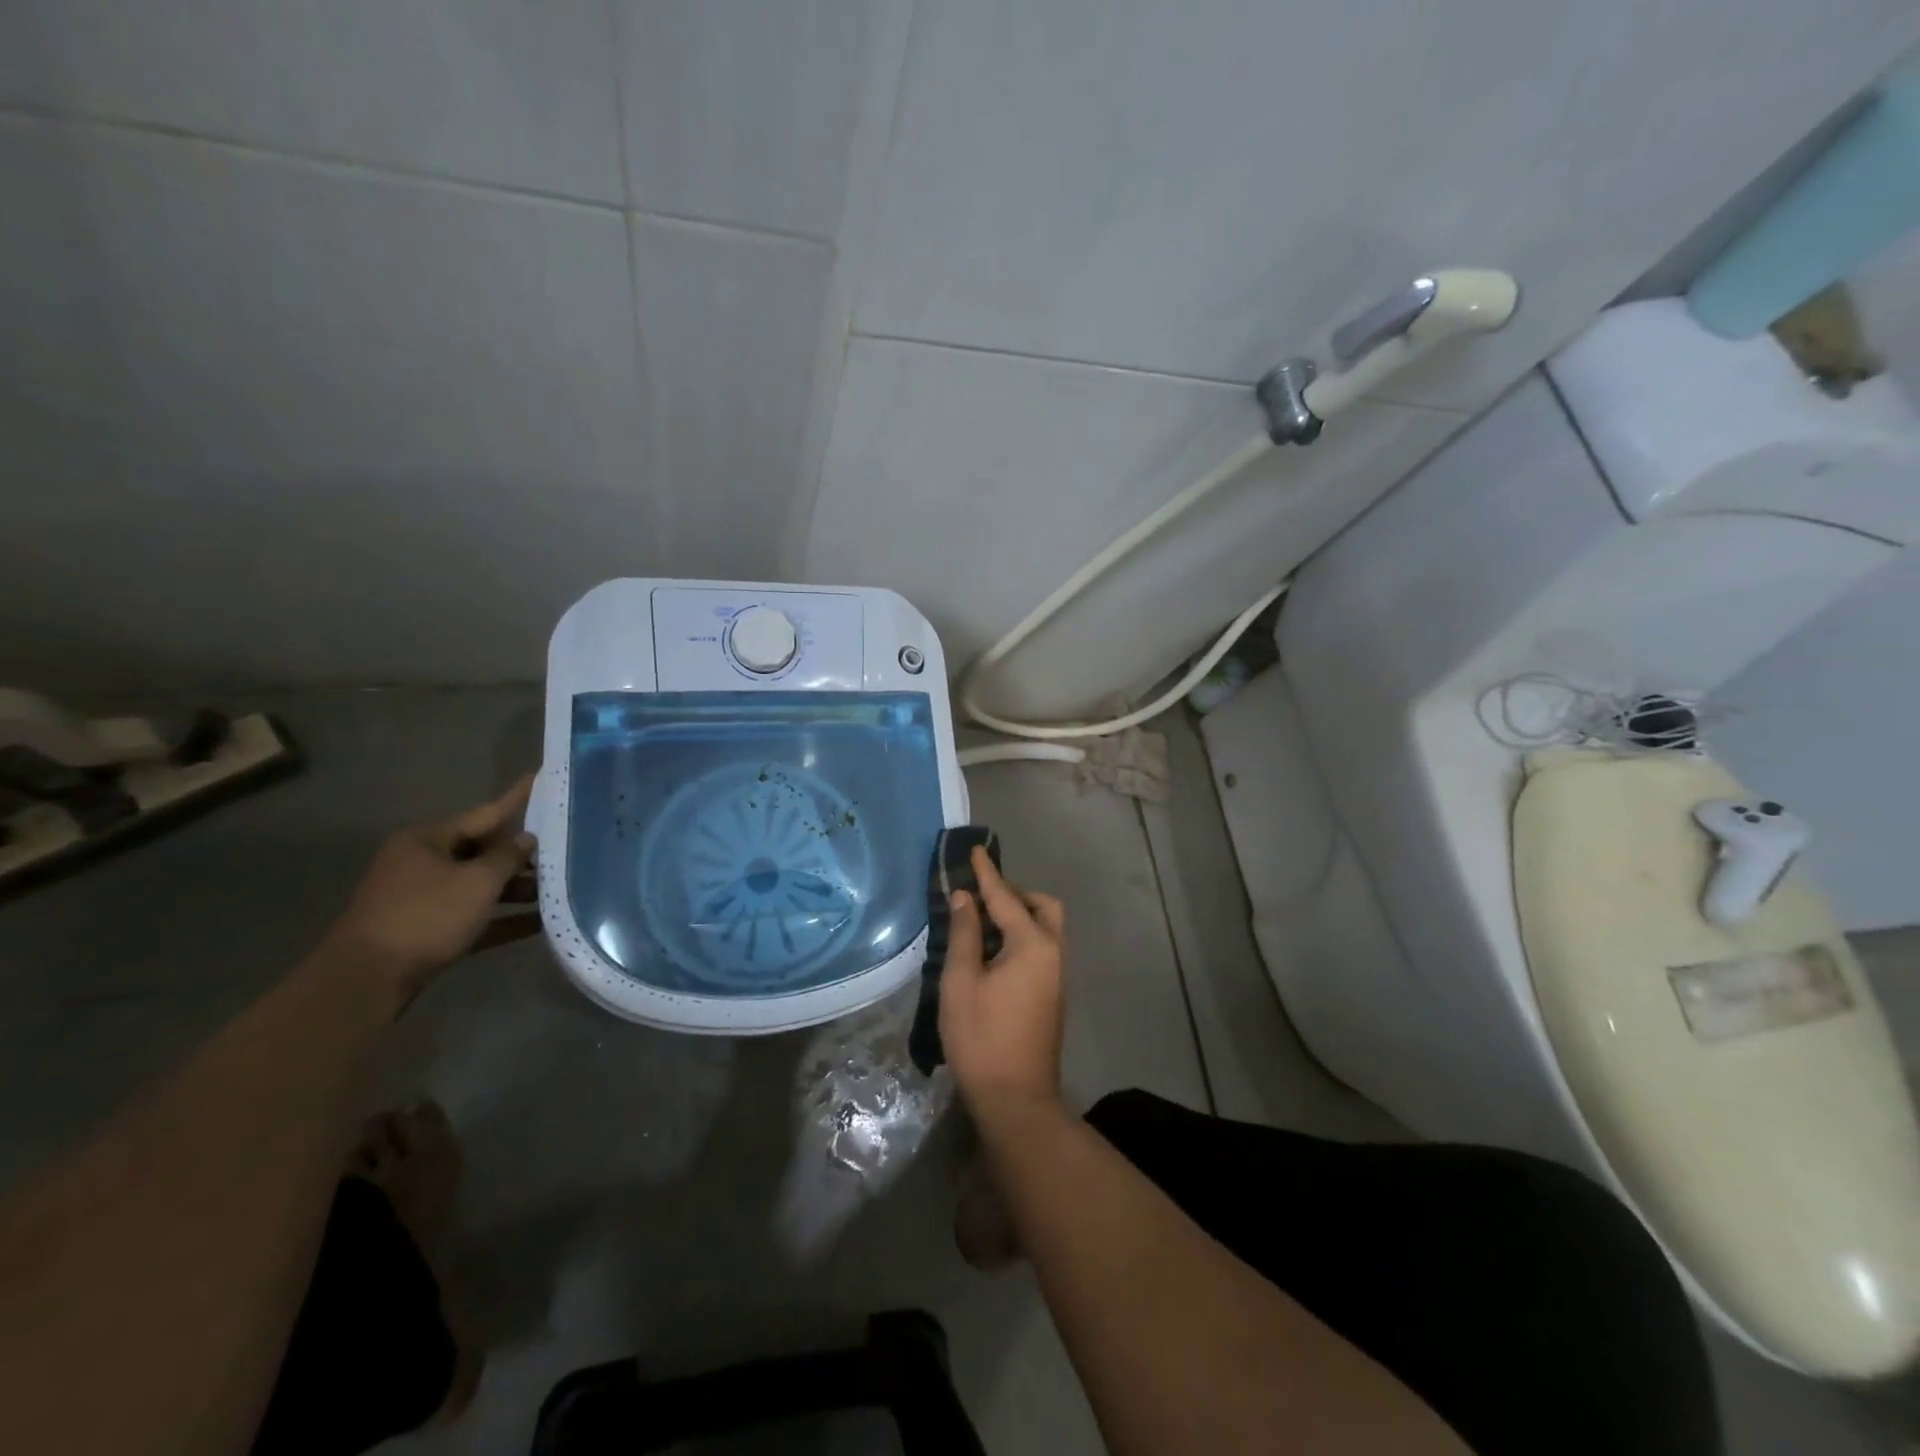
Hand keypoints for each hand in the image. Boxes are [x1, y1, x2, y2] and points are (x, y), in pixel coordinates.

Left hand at [323, 776, 539, 1001]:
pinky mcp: (426, 931)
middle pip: (482, 851)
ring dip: (516, 889)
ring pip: (479, 885)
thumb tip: (527, 839)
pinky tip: (538, 923)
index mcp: (428, 840)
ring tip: (557, 890)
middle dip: (522, 854)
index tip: (541, 778)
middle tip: (565, 847)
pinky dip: (502, 918)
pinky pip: (473, 916)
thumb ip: (508, 857)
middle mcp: (422, 863)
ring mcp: (422, 898)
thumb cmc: (426, 917)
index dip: (517, 799)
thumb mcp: (477, 882)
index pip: (484, 813)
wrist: (367, 980)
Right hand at [939, 847, 1066, 1110]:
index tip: (974, 850)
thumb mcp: (961, 982)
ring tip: (982, 921)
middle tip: (981, 897)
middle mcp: (1053, 952)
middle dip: (1014, 894)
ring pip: (1045, 928)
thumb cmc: (982, 1037)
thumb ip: (965, 934)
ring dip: (1019, 915)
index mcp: (1032, 944)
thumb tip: (964, 898)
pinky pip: (1041, 948)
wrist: (1016, 1100)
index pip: (1005, 897)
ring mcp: (1057, 975)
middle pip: (1042, 907)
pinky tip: (994, 950)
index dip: (986, 873)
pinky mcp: (1053, 994)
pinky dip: (1022, 936)